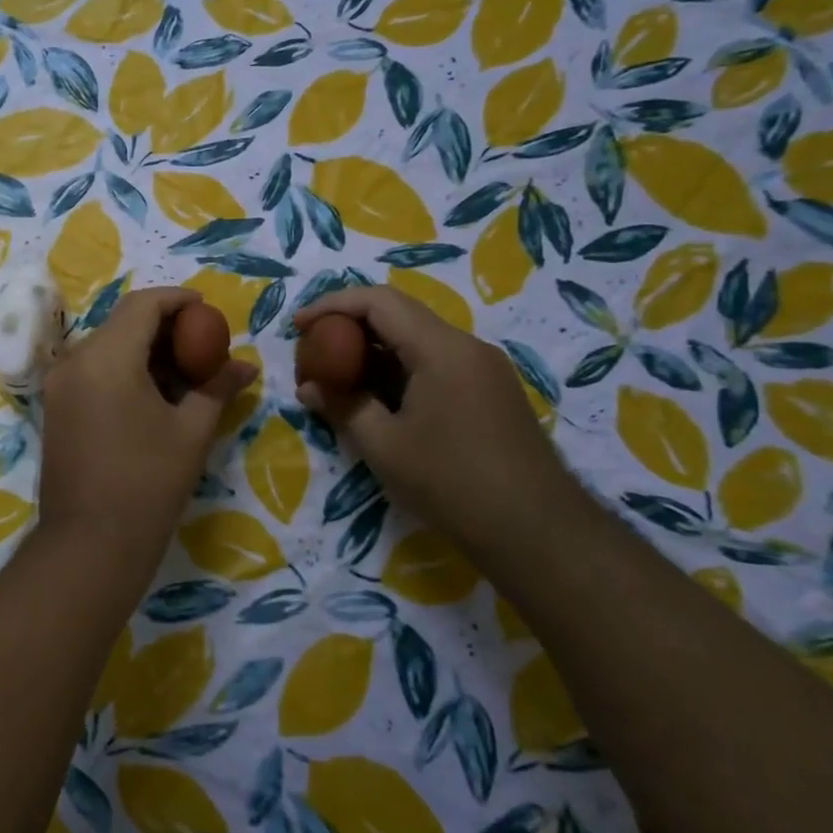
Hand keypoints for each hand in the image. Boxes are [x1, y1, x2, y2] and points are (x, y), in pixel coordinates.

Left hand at [38, 288, 256, 574]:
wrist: (90, 544)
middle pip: (122, 323)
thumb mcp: (192, 431)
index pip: (143, 304)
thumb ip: (217, 388)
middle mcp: (75, 361)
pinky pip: (93, 371)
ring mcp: (59, 385)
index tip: (208, 309)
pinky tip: (153, 395)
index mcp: (107, 357)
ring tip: (183, 373)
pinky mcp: (55, 408)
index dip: (178, 300)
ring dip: (144, 350)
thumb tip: (245, 365)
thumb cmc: (148, 484)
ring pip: (106, 347)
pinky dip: (124, 370)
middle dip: (164, 327)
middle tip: (201, 345)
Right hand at [293, 286, 588, 557]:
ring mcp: (484, 369)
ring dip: (374, 351)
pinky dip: (399, 371)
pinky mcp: (490, 392)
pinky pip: (435, 364)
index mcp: (441, 349)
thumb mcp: (383, 445)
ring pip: (418, 341)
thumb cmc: (451, 482)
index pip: (379, 302)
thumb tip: (309, 387)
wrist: (535, 531)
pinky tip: (378, 399)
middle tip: (314, 351)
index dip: (332, 305)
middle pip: (399, 315)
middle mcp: (467, 347)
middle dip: (350, 327)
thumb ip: (342, 406)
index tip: (298, 325)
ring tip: (338, 377)